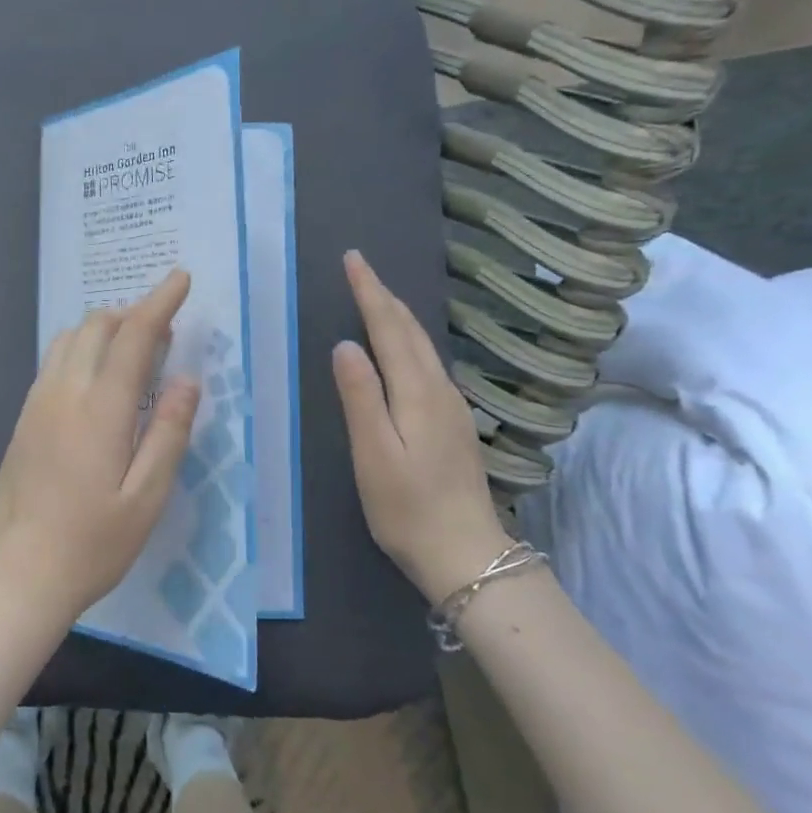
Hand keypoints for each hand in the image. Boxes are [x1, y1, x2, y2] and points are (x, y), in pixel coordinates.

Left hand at [0, 268, 201, 630]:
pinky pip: (54, 361)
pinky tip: (96, 376)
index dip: (160, 302)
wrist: (16, 574)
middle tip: (163, 326)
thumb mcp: (147, 498)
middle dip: (132, 312)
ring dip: (103, 328)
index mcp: (100, 409)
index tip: (180, 278)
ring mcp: (37, 403)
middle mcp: (64, 392)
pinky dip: (81, 348)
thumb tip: (187, 380)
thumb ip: (169, 433)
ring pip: (69, 339)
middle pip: (96, 326)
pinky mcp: (23, 419)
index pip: (133, 336)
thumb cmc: (92, 543)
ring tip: (132, 347)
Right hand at [332, 250, 509, 602]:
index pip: (390, 328)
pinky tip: (401, 347)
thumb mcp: (373, 453)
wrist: (466, 554)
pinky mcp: (453, 423)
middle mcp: (438, 389)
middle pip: (411, 330)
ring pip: (422, 345)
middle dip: (384, 295)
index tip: (353, 258)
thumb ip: (360, 397)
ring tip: (375, 297)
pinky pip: (427, 363)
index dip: (370, 291)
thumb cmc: (408, 507)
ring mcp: (451, 406)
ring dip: (397, 315)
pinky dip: (408, 340)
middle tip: (360, 267)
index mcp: (416, 392)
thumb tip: (345, 345)